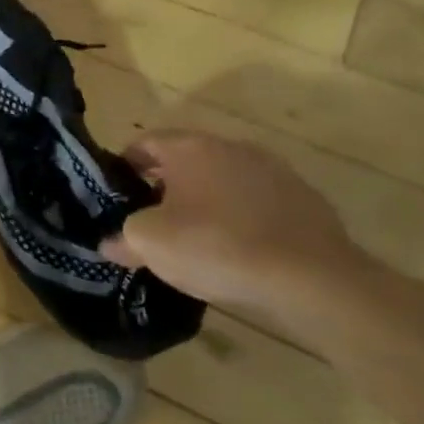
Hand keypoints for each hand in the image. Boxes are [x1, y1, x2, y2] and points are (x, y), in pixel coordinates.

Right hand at [100, 131, 364, 318]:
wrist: (313, 281)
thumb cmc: (216, 246)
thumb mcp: (149, 244)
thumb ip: (123, 237)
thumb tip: (110, 243)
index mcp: (191, 147)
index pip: (145, 142)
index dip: (125, 165)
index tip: (117, 193)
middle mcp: (233, 148)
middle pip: (187, 160)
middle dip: (166, 185)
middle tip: (151, 218)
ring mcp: (276, 173)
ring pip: (225, 182)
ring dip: (208, 201)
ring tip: (196, 238)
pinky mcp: (307, 203)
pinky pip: (260, 205)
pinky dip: (244, 220)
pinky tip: (239, 252)